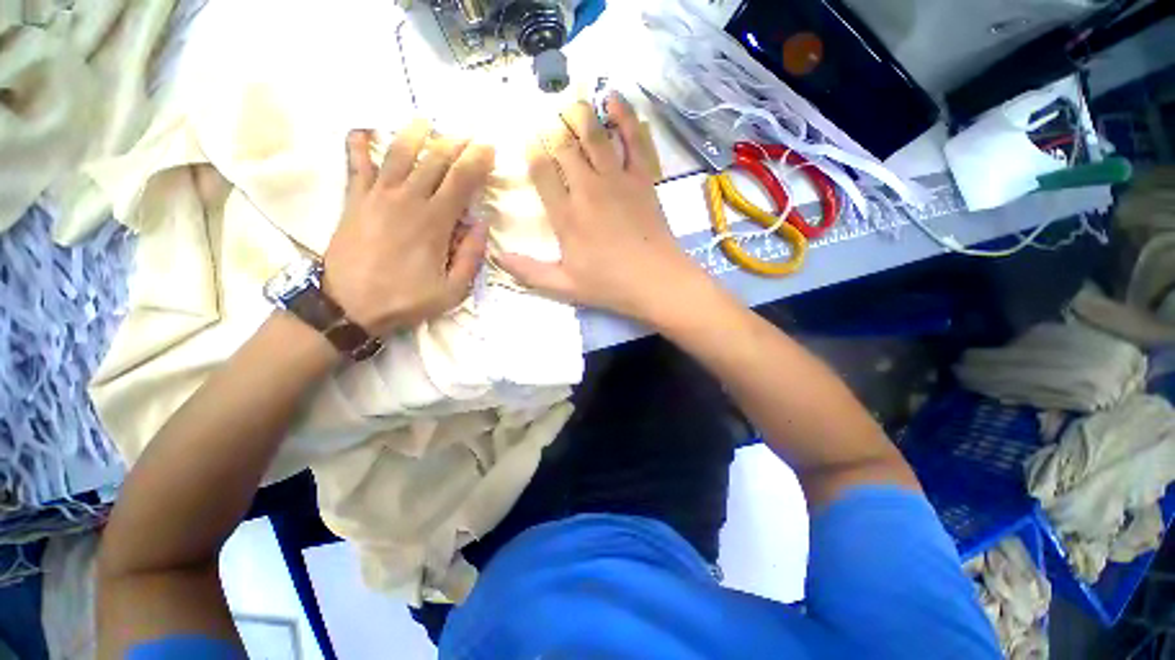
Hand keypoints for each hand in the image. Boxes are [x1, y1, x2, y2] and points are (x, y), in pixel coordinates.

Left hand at [323, 120, 494, 334]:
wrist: (348, 305)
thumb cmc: (406, 299)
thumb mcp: (452, 290)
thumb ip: (471, 257)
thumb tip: (481, 225)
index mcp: (435, 222)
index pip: (461, 181)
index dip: (477, 161)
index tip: (489, 149)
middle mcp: (407, 200)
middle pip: (434, 160)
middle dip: (455, 143)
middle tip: (468, 135)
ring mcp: (377, 196)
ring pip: (399, 153)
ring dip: (415, 134)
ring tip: (427, 122)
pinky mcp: (354, 199)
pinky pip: (356, 164)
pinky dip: (359, 144)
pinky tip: (363, 130)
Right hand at [495, 95, 703, 322]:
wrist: (656, 281)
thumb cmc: (609, 285)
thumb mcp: (564, 287)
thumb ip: (529, 272)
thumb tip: (497, 257)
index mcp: (566, 216)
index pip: (541, 172)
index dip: (531, 151)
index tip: (526, 140)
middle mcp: (587, 190)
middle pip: (564, 147)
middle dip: (552, 128)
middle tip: (546, 118)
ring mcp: (617, 180)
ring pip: (594, 135)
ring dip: (579, 114)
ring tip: (570, 103)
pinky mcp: (642, 178)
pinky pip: (632, 139)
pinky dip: (623, 116)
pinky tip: (613, 98)